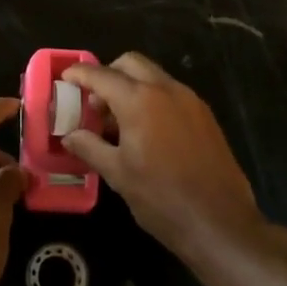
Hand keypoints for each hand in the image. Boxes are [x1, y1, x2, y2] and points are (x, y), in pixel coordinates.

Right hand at [62, 53, 263, 266]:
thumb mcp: (118, 174)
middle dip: (108, 74)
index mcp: (139, 100)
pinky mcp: (205, 114)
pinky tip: (147, 130)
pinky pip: (171, 92)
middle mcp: (165, 89)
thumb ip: (90, 147)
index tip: (65, 78)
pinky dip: (152, 98)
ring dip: (132, 85)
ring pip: (153, 75)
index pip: (101, 75)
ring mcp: (189, 99)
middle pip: (130, 63)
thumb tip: (70, 135)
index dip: (80, 73)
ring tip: (119, 120)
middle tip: (95, 101)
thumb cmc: (162, 199)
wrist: (221, 222)